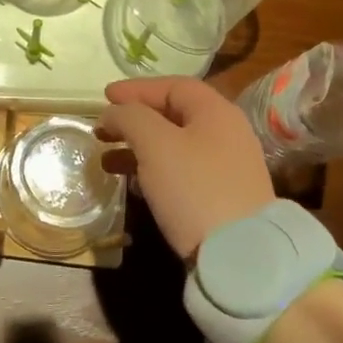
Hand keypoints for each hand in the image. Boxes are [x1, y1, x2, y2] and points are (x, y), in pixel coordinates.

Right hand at [97, 77, 273, 259]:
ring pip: (174, 146)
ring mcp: (226, 167)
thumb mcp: (155, 144)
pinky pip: (181, 172)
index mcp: (216, 112)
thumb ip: (130, 117)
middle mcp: (226, 134)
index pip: (173, 86)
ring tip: (107, 160)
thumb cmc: (194, 188)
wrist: (240, 256)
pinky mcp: (221, 197)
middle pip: (173, 115)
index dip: (136, 88)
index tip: (104, 96)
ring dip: (138, 148)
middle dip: (134, 120)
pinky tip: (133, 185)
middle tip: (103, 129)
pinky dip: (153, 170)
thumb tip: (113, 112)